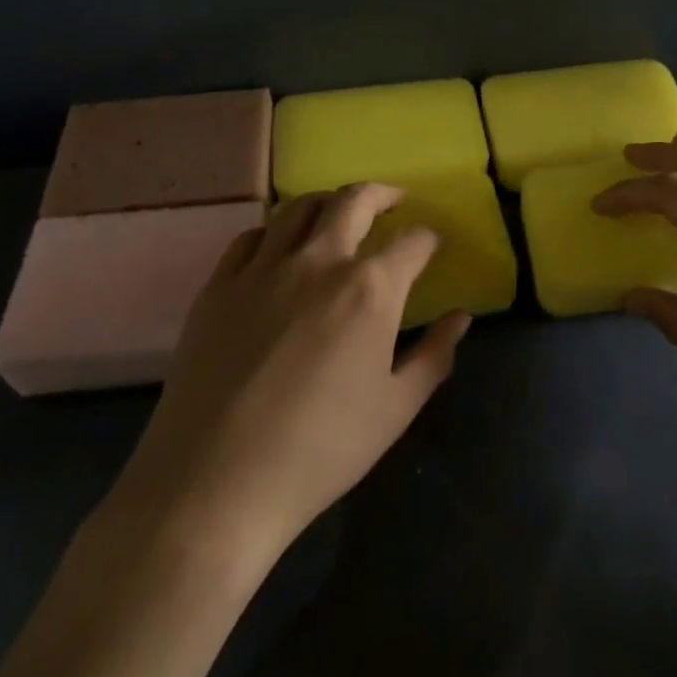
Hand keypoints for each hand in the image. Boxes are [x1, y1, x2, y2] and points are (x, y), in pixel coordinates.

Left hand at [105, 184, 467, 568]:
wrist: (215, 483)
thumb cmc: (321, 450)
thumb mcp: (396, 409)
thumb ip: (434, 355)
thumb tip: (461, 317)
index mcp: (370, 289)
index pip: (412, 242)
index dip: (429, 239)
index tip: (432, 245)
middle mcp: (319, 261)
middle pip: (354, 200)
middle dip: (382, 194)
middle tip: (394, 200)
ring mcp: (262, 269)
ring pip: (298, 208)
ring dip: (328, 202)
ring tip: (339, 213)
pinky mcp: (218, 286)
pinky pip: (250, 238)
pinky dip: (274, 232)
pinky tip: (279, 248)